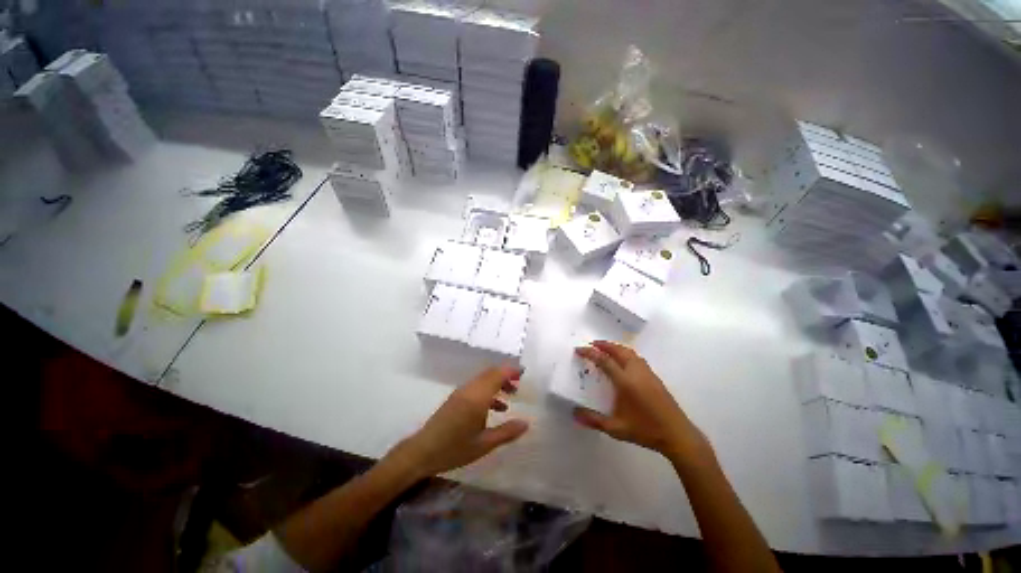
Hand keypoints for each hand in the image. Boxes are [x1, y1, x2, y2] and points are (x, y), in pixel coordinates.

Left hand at [389, 365, 528, 478]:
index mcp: (477, 397)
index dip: (511, 371)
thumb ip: (506, 432)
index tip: (524, 373)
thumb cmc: (454, 449)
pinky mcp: (456, 398)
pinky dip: (489, 390)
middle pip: (491, 373)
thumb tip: (526, 423)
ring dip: (498, 383)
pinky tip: (496, 407)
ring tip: (512, 395)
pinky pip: (477, 387)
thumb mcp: (484, 444)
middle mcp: (469, 389)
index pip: (497, 374)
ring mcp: (461, 392)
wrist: (422, 452)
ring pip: (484, 379)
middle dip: (506, 375)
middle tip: (520, 384)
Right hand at [573, 341, 706, 459]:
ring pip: (629, 352)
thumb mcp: (616, 428)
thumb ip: (594, 420)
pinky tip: (623, 361)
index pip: (604, 360)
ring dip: (616, 347)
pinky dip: (625, 353)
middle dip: (604, 345)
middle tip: (592, 344)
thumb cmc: (645, 430)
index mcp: (625, 381)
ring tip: (606, 349)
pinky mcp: (654, 377)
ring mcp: (647, 373)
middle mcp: (636, 372)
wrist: (677, 434)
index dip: (590, 353)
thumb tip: (574, 414)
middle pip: (618, 350)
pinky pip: (636, 358)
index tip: (579, 350)